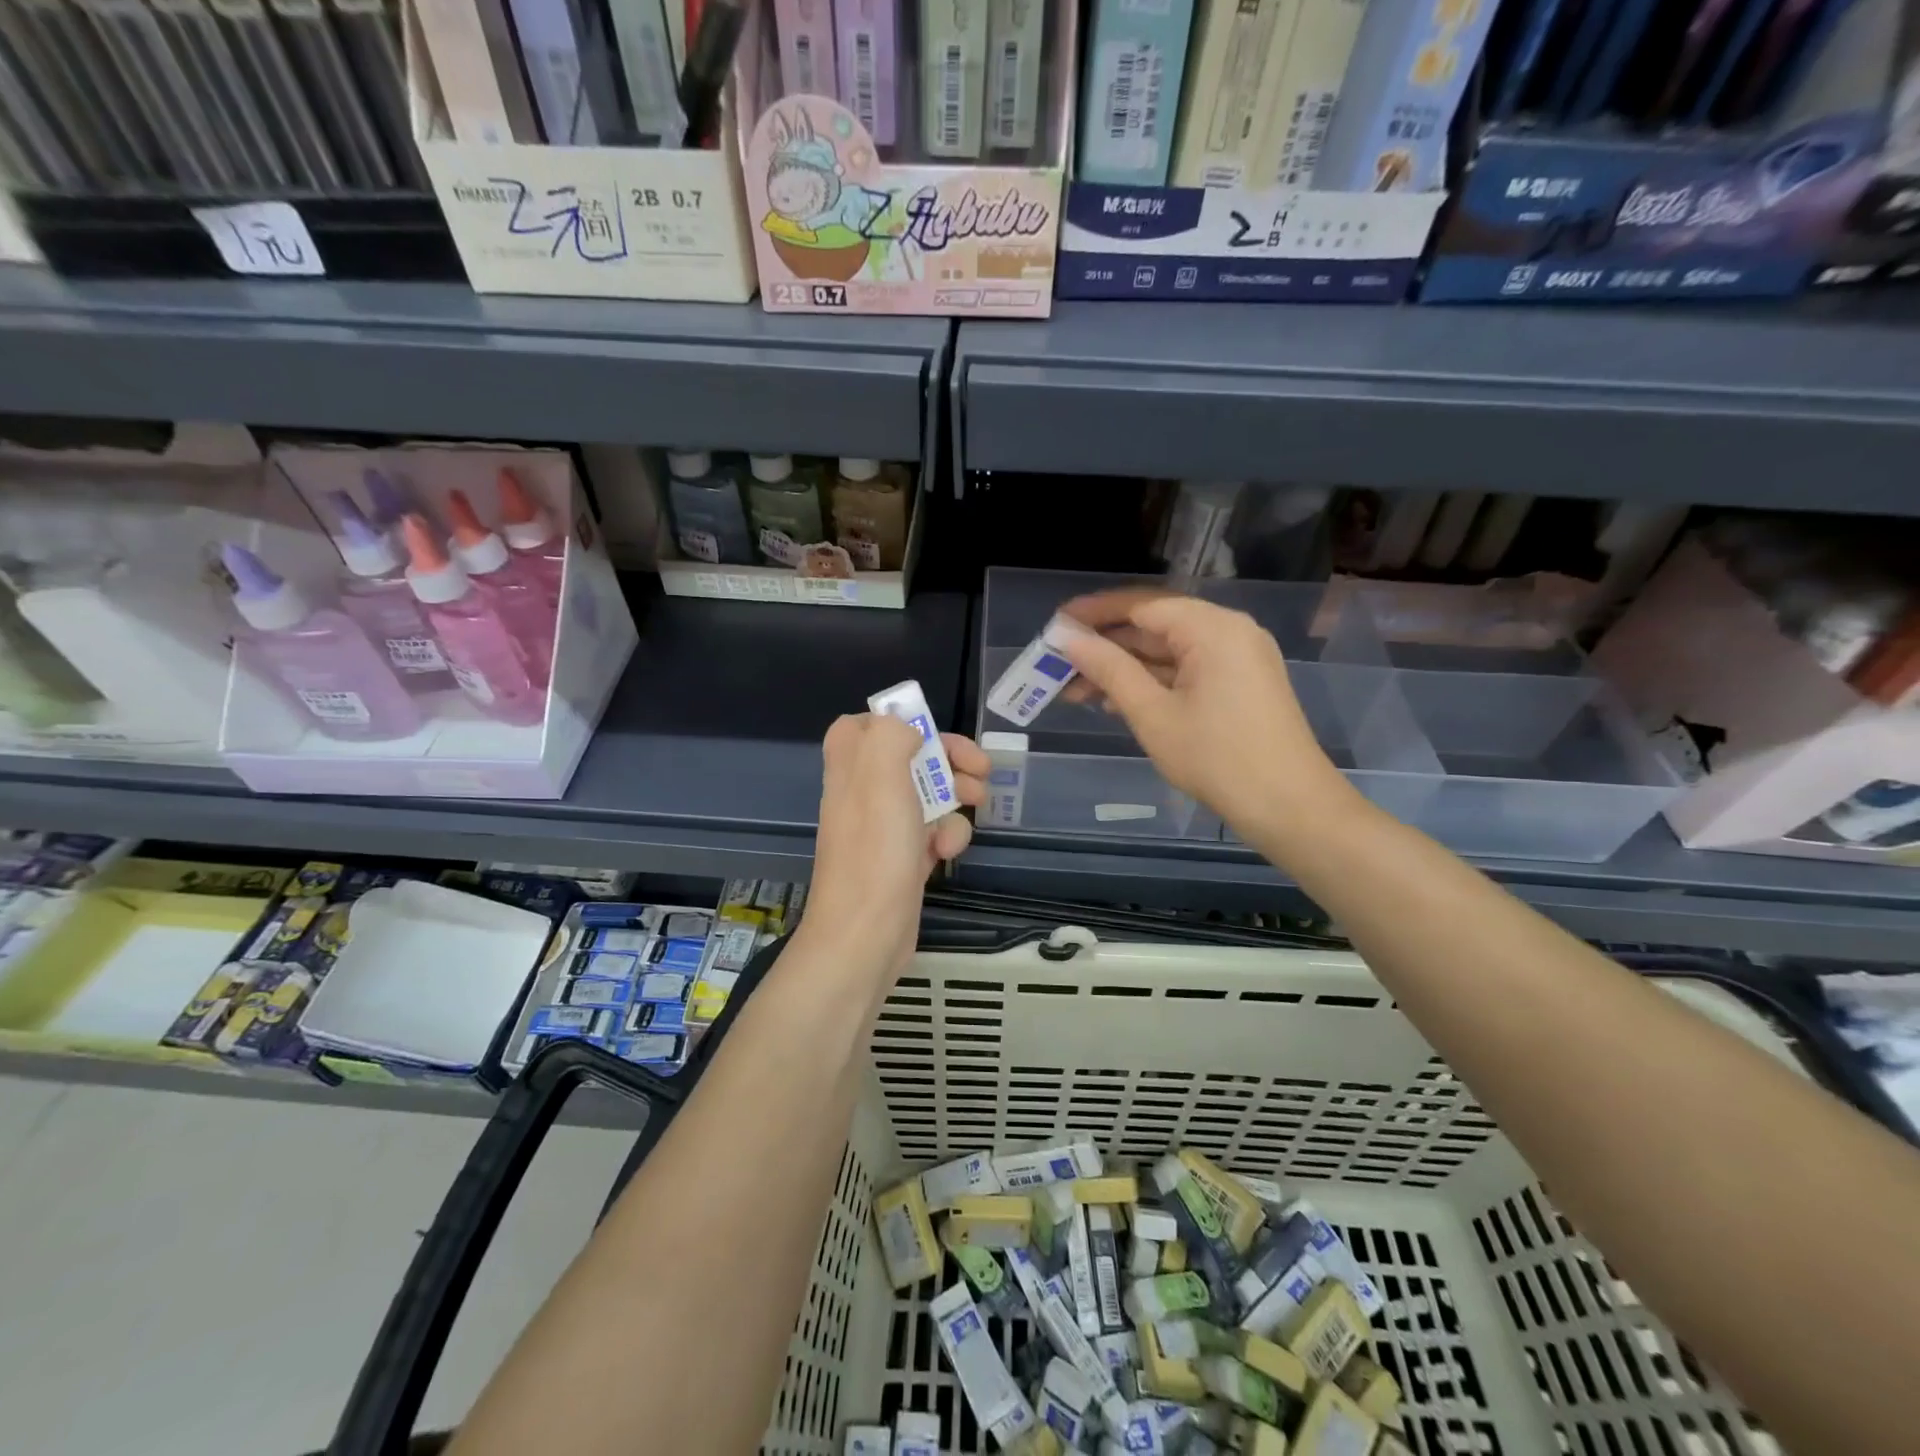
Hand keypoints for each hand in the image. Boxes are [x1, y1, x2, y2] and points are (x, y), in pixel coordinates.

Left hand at [801, 713, 987, 976]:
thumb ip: (891, 735)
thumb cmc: (875, 849)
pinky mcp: (902, 860)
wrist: (866, 933)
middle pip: (907, 758)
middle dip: (947, 759)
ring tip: (975, 805)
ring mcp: (882, 829)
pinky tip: (947, 852)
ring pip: (926, 796)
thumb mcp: (881, 776)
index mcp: (851, 767)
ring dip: (954, 798)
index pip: (861, 726)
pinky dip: (946, 837)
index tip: (928, 732)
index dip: (896, 722)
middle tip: (979, 769)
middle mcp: (863, 793)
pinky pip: (931, 834)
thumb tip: (907, 731)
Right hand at [1057, 589, 1352, 838]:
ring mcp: (1238, 657)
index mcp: (1211, 628)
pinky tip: (1116, 702)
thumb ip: (1108, 669)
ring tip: (1077, 690)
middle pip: (1155, 625)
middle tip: (1059, 665)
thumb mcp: (1152, 713)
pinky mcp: (1240, 682)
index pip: (1141, 604)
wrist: (1289, 807)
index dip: (1093, 614)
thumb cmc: (1216, 759)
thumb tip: (1065, 637)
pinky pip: (1187, 669)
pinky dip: (1152, 681)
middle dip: (1105, 646)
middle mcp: (1228, 630)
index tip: (1054, 626)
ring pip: (1168, 650)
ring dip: (1125, 668)